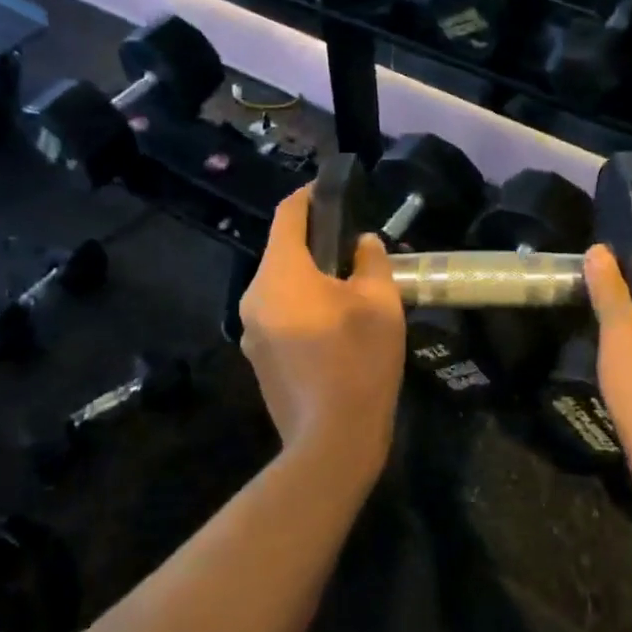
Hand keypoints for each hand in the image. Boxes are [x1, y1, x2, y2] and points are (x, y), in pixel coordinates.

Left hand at [239, 186, 405, 481]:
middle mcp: (255, 296)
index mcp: (281, 274)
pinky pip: (279, 313)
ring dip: (309, 276)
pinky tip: (333, 324)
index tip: (330, 191)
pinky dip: (302, 305)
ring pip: (281, 285)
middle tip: (353, 245)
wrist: (331, 441)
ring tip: (348, 285)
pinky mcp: (258, 357)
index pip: (287, 215)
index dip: (309, 196)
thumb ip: (372, 261)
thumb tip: (363, 244)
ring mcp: (251, 330)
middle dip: (315, 241)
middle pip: (282, 251)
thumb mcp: (380, 303)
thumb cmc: (359, 361)